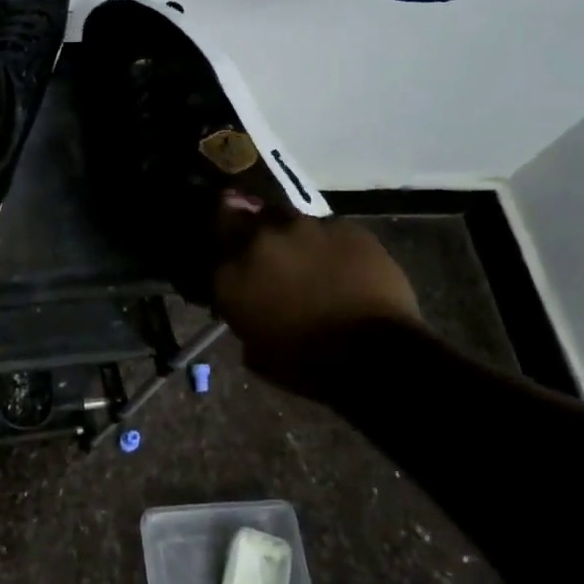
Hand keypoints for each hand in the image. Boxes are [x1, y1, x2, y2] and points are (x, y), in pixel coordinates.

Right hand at [211, 207, 421, 384]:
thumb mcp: (256, 350)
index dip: (221, 250)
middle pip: (244, 218)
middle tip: (265, 249)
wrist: (374, 355)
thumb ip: (244, 316)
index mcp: (230, 274)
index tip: (228, 257)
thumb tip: (250, 307)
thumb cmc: (306, 365)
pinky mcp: (343, 226)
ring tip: (306, 253)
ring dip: (290, 234)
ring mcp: (303, 227)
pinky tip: (342, 262)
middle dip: (251, 231)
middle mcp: (259, 240)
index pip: (210, 246)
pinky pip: (328, 228)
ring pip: (287, 217)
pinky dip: (329, 242)